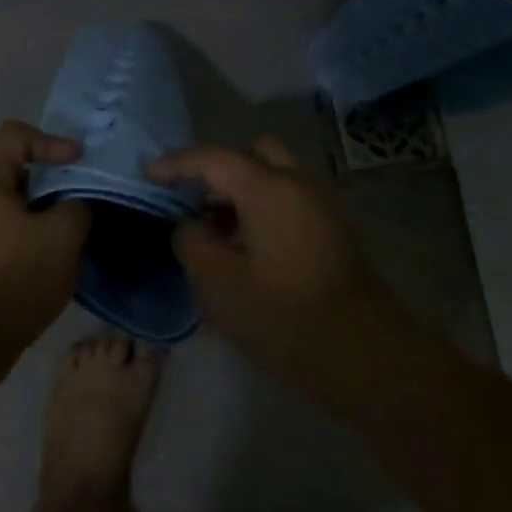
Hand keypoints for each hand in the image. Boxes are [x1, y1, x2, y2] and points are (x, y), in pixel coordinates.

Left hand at [0, 121, 90, 354]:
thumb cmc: (13, 279)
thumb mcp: (62, 238)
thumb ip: (77, 208)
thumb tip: (73, 206)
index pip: (16, 134)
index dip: (53, 141)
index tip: (80, 163)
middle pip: (13, 169)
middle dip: (51, 180)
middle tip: (81, 198)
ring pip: (8, 203)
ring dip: (40, 211)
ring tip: (70, 232)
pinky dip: (25, 234)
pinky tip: (48, 259)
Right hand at [147, 137, 396, 398]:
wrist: (363, 355)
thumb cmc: (282, 315)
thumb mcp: (217, 282)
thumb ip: (191, 241)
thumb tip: (189, 226)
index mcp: (269, 188)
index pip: (213, 158)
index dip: (176, 163)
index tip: (147, 176)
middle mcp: (299, 184)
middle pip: (252, 155)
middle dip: (217, 171)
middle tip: (191, 201)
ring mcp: (321, 207)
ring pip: (273, 179)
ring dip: (240, 193)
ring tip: (213, 231)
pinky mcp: (332, 232)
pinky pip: (289, 202)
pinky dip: (262, 209)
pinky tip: (245, 248)